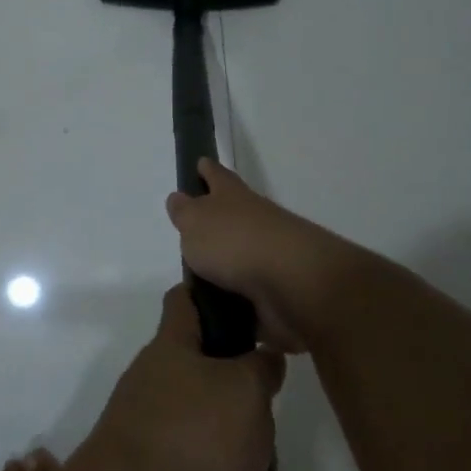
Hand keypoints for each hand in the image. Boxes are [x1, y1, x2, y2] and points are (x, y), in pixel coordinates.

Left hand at [79, 284, 285, 470]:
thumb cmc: (191, 436)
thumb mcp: (244, 390)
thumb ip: (260, 368)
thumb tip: (263, 357)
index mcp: (170, 348)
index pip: (184, 301)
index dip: (211, 294)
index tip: (247, 302)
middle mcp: (153, 384)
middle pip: (198, 370)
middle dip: (237, 387)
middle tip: (274, 403)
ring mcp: (149, 433)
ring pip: (205, 431)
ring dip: (241, 452)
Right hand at [165, 158, 340, 352]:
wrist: (292, 283)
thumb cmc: (234, 242)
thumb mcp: (196, 222)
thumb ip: (185, 212)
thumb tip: (179, 198)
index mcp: (233, 196)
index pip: (217, 175)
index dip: (207, 169)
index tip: (200, 163)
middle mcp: (254, 219)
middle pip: (233, 213)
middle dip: (217, 218)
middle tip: (193, 229)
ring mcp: (269, 254)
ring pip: (242, 252)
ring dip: (226, 262)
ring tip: (198, 278)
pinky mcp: (277, 288)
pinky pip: (250, 290)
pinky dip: (236, 297)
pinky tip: (218, 307)